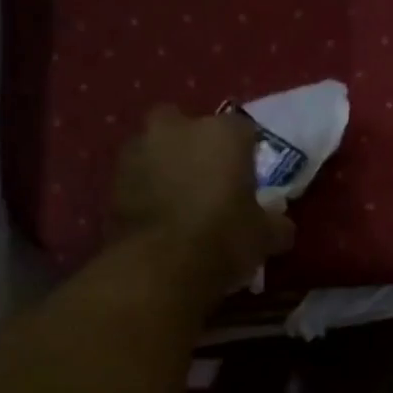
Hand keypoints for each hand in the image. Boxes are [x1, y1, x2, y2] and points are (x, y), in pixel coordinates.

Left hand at [112, 108, 295, 304]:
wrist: (159, 266)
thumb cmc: (223, 238)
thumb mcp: (265, 237)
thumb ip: (275, 224)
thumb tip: (281, 226)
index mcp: (222, 132)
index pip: (242, 129)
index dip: (246, 153)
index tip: (247, 178)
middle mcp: (177, 129)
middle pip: (187, 126)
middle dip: (193, 145)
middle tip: (204, 179)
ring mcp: (138, 151)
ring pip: (155, 149)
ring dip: (163, 166)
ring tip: (176, 201)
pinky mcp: (111, 181)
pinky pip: (135, 179)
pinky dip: (143, 191)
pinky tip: (156, 218)